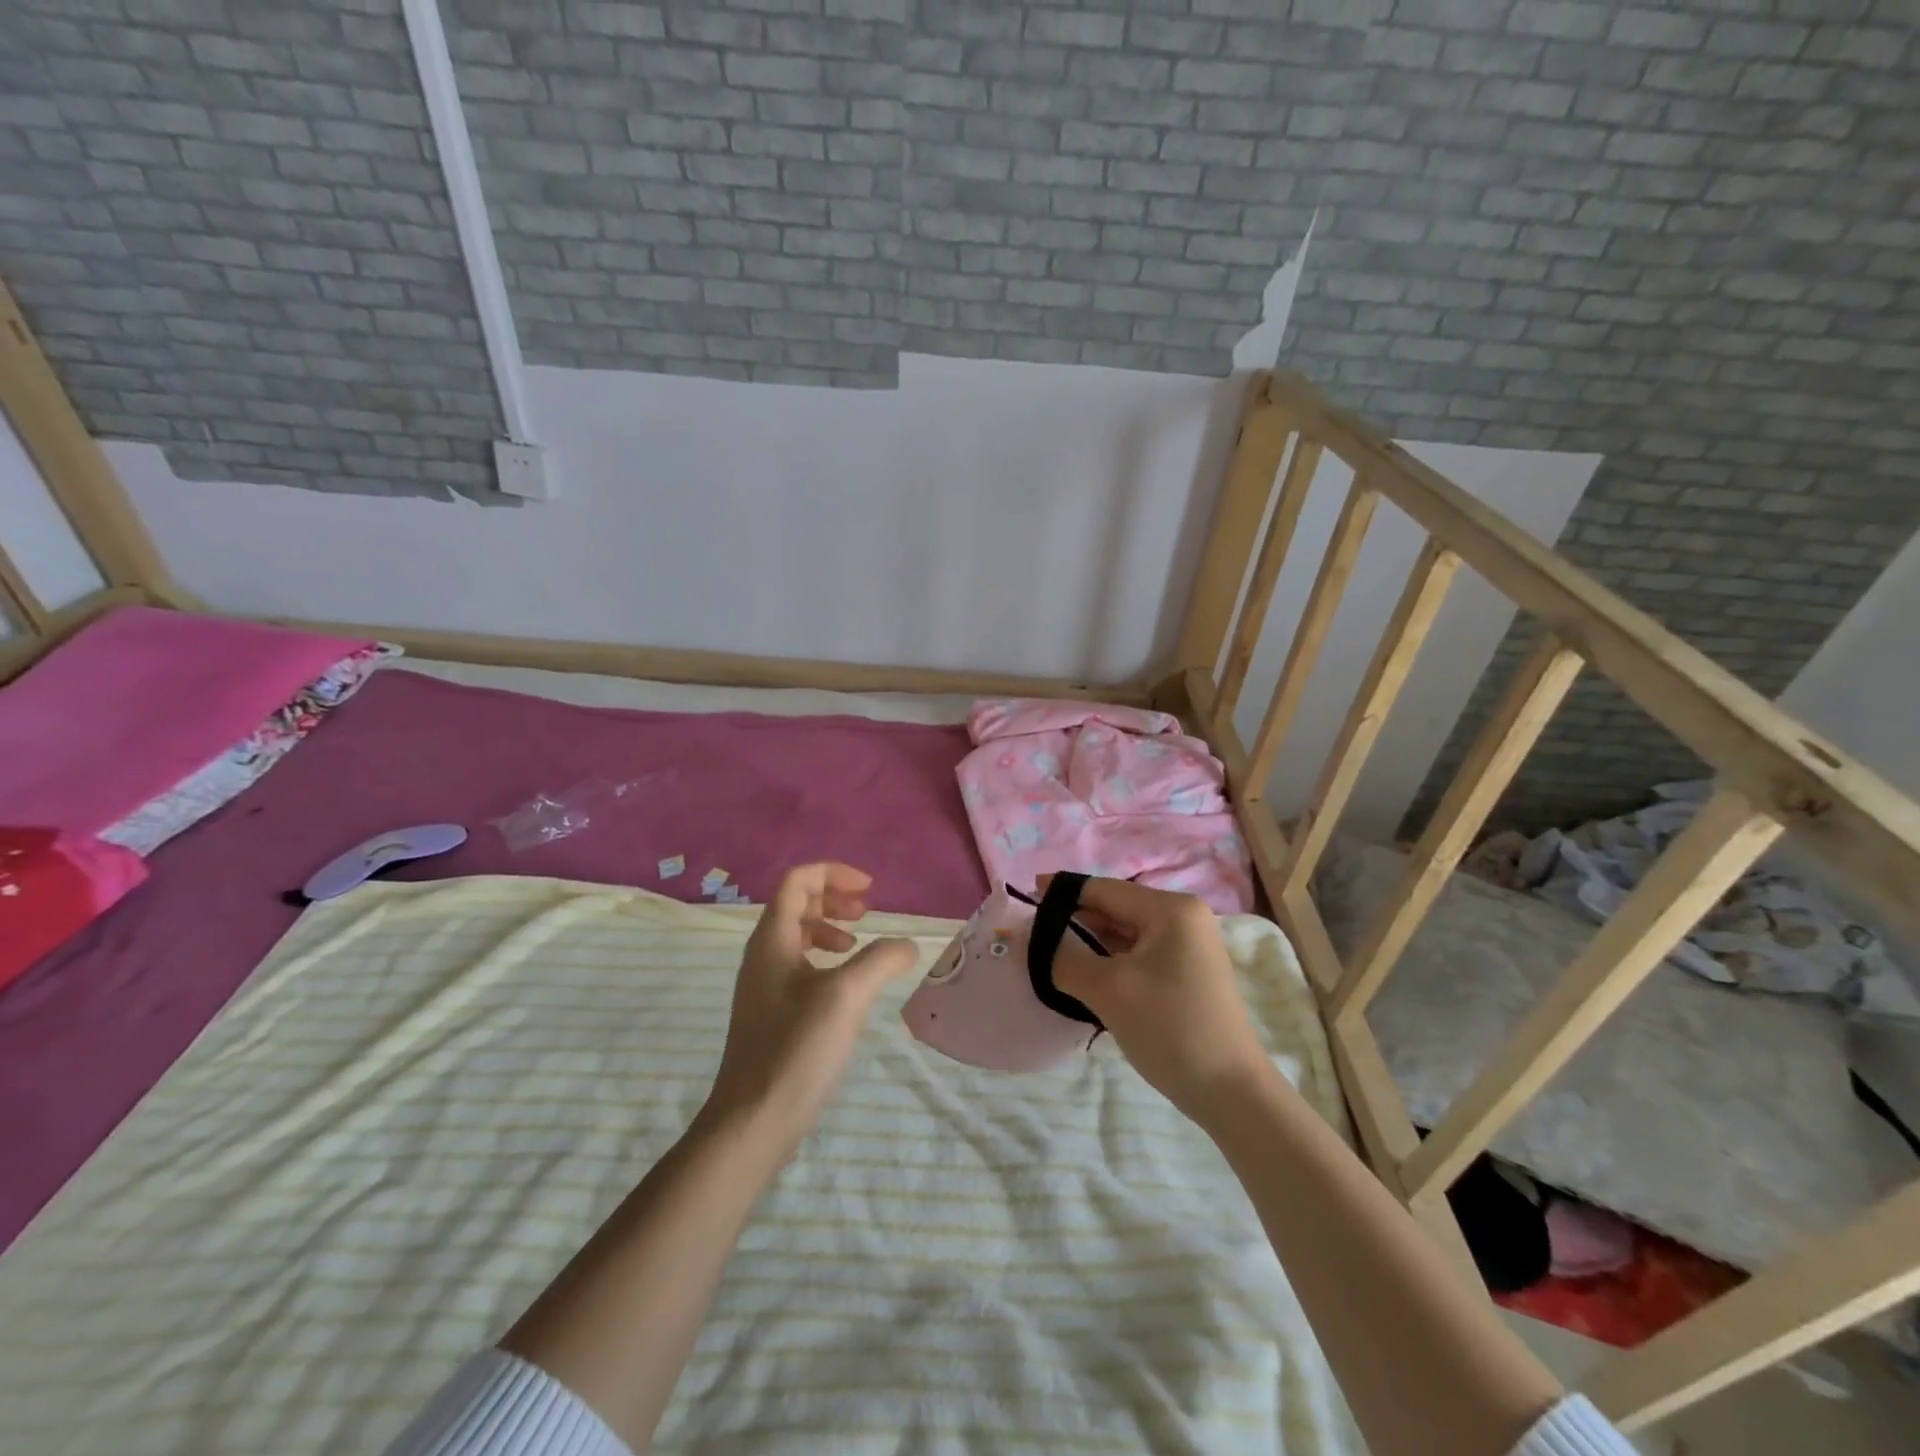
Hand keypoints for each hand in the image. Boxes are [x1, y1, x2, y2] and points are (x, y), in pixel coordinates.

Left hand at [703, 863, 917, 1149]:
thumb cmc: (796, 1049)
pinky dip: (825, 959)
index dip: (834, 874)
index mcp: (773, 939)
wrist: (753, 1121)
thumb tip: (908, 945)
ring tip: (857, 946)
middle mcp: (763, 954)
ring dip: (830, 927)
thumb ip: (881, 959)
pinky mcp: (771, 1012)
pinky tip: (846, 986)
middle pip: (796, 903)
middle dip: (833, 898)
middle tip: (865, 912)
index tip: (870, 891)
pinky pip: (798, 964)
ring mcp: (764, 985)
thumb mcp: (847, 996)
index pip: (798, 880)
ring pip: (797, 935)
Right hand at [1044, 875, 1280, 1127]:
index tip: (1022, 905)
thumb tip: (1028, 941)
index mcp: (1170, 908)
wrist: (1232, 1093)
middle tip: (1030, 942)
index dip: (1059, 894)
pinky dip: (1108, 965)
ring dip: (1088, 947)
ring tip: (1050, 963)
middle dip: (1072, 924)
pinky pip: (1137, 957)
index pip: (1102, 888)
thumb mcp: (1107, 990)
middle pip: (1113, 909)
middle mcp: (1182, 918)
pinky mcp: (1186, 974)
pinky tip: (1084, 982)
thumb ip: (1062, 958)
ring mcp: (1187, 947)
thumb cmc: (1170, 1028)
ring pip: (1123, 936)